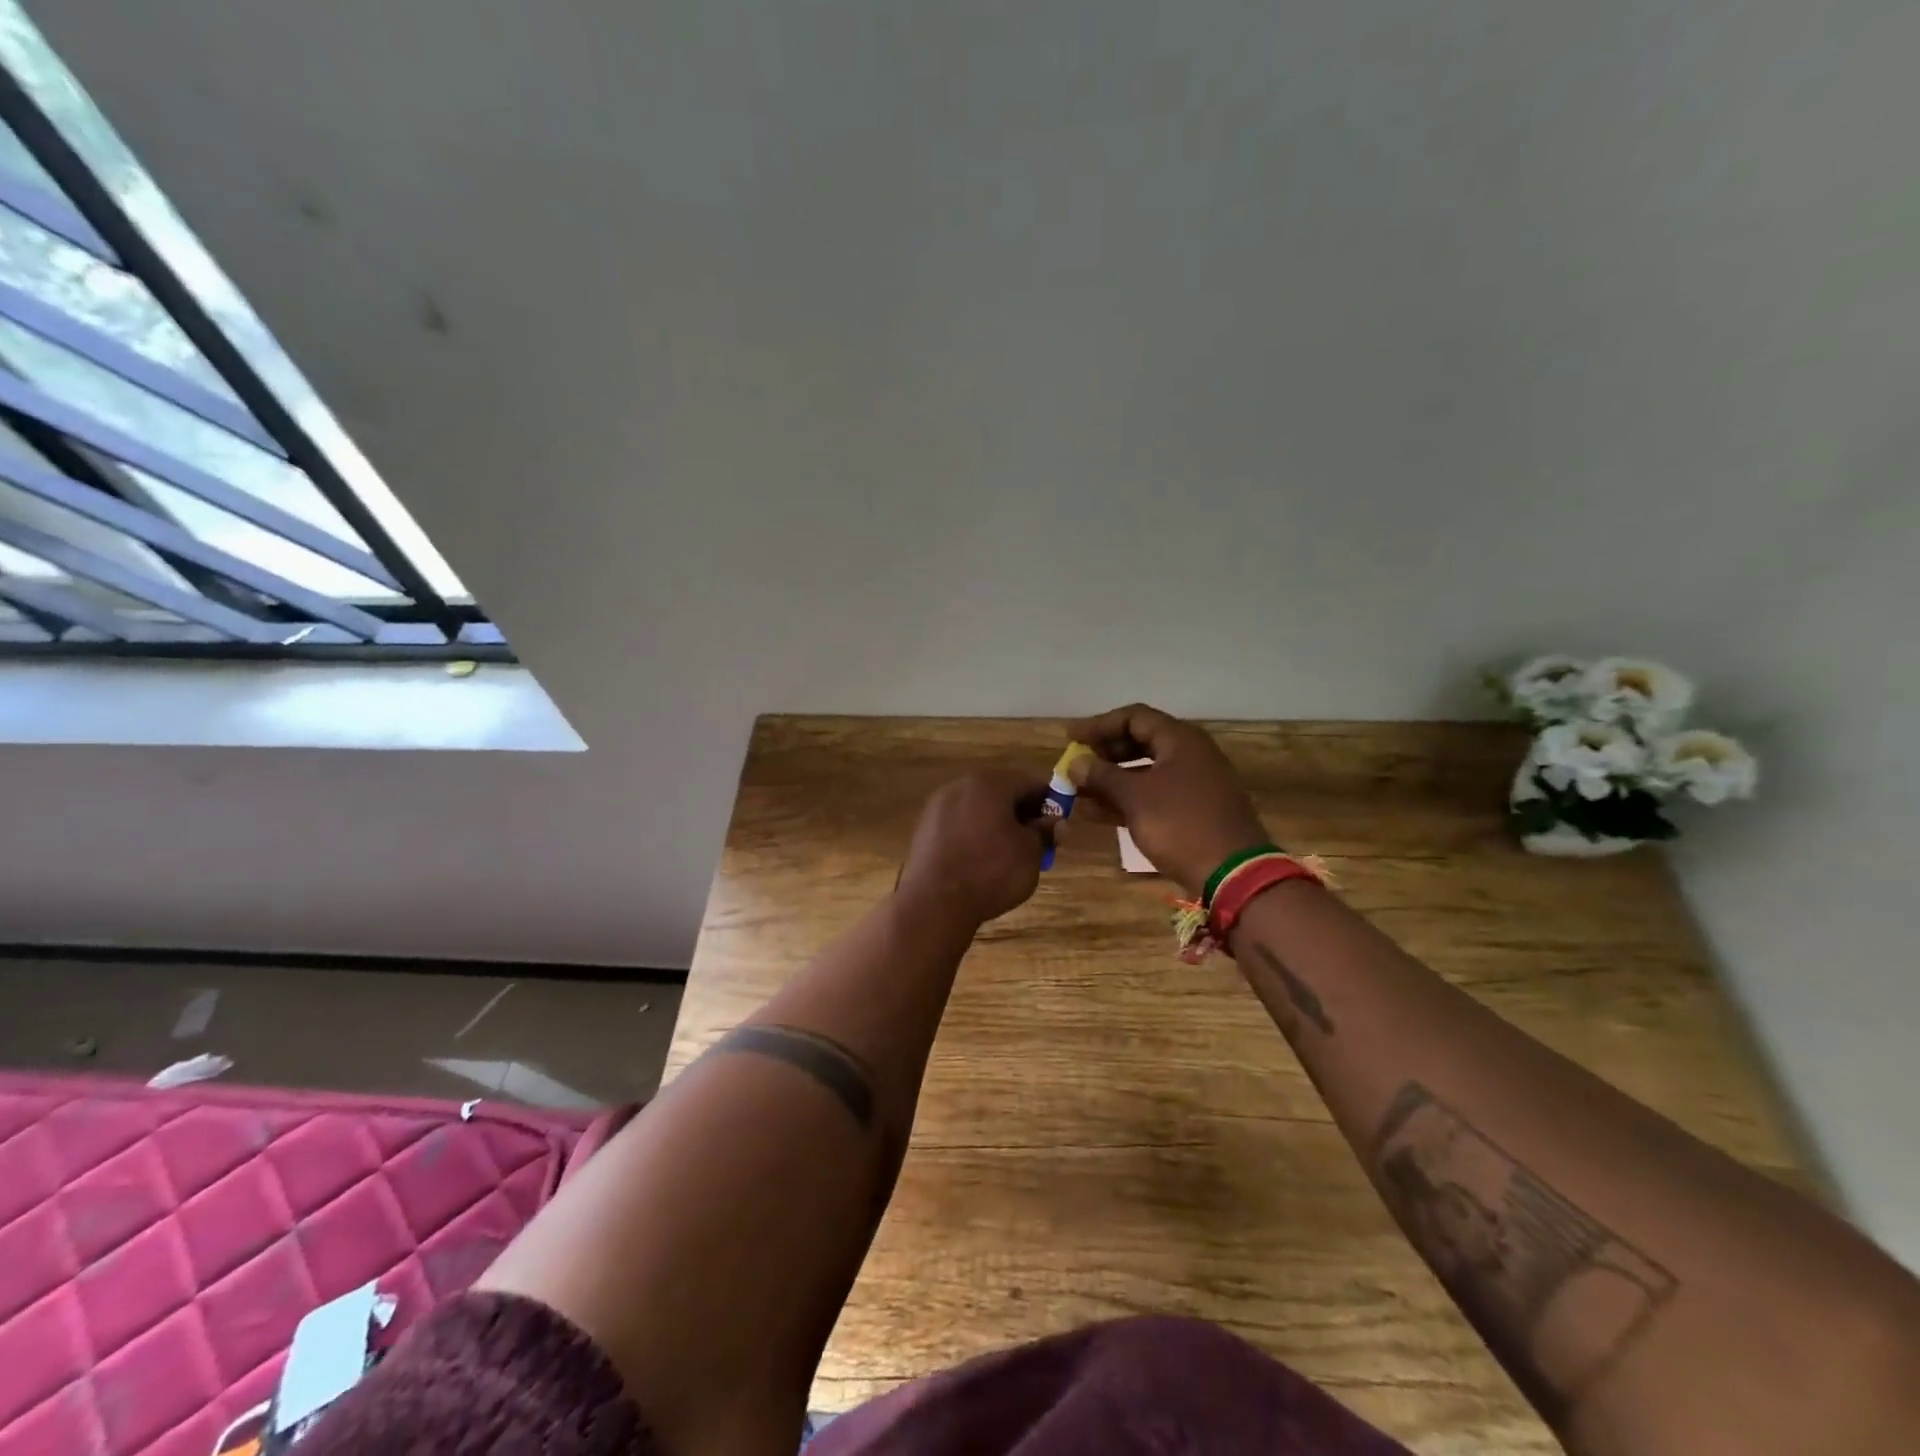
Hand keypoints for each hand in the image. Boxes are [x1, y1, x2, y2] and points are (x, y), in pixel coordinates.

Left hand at [898, 770, 1050, 925]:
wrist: (934, 902)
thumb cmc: (990, 872)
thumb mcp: (1031, 854)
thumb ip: (1044, 833)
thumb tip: (1054, 823)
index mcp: (990, 783)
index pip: (1029, 782)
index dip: (1048, 801)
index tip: (1057, 823)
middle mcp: (960, 786)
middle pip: (1000, 792)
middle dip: (1020, 813)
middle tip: (1035, 841)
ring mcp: (937, 806)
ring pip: (977, 808)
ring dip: (995, 824)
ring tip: (1008, 854)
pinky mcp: (923, 828)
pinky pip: (957, 824)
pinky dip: (972, 835)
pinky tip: (979, 860)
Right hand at [1065, 703, 1269, 897]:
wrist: (1232, 873)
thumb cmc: (1181, 824)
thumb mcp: (1135, 797)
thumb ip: (1102, 776)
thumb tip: (1075, 763)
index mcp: (1180, 740)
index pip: (1134, 717)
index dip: (1099, 724)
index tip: (1070, 737)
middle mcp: (1189, 754)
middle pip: (1140, 741)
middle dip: (1104, 753)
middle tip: (1076, 764)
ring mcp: (1193, 783)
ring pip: (1144, 772)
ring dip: (1111, 780)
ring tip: (1077, 792)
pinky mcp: (1192, 810)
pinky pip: (1153, 795)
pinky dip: (1126, 799)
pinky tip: (1096, 813)